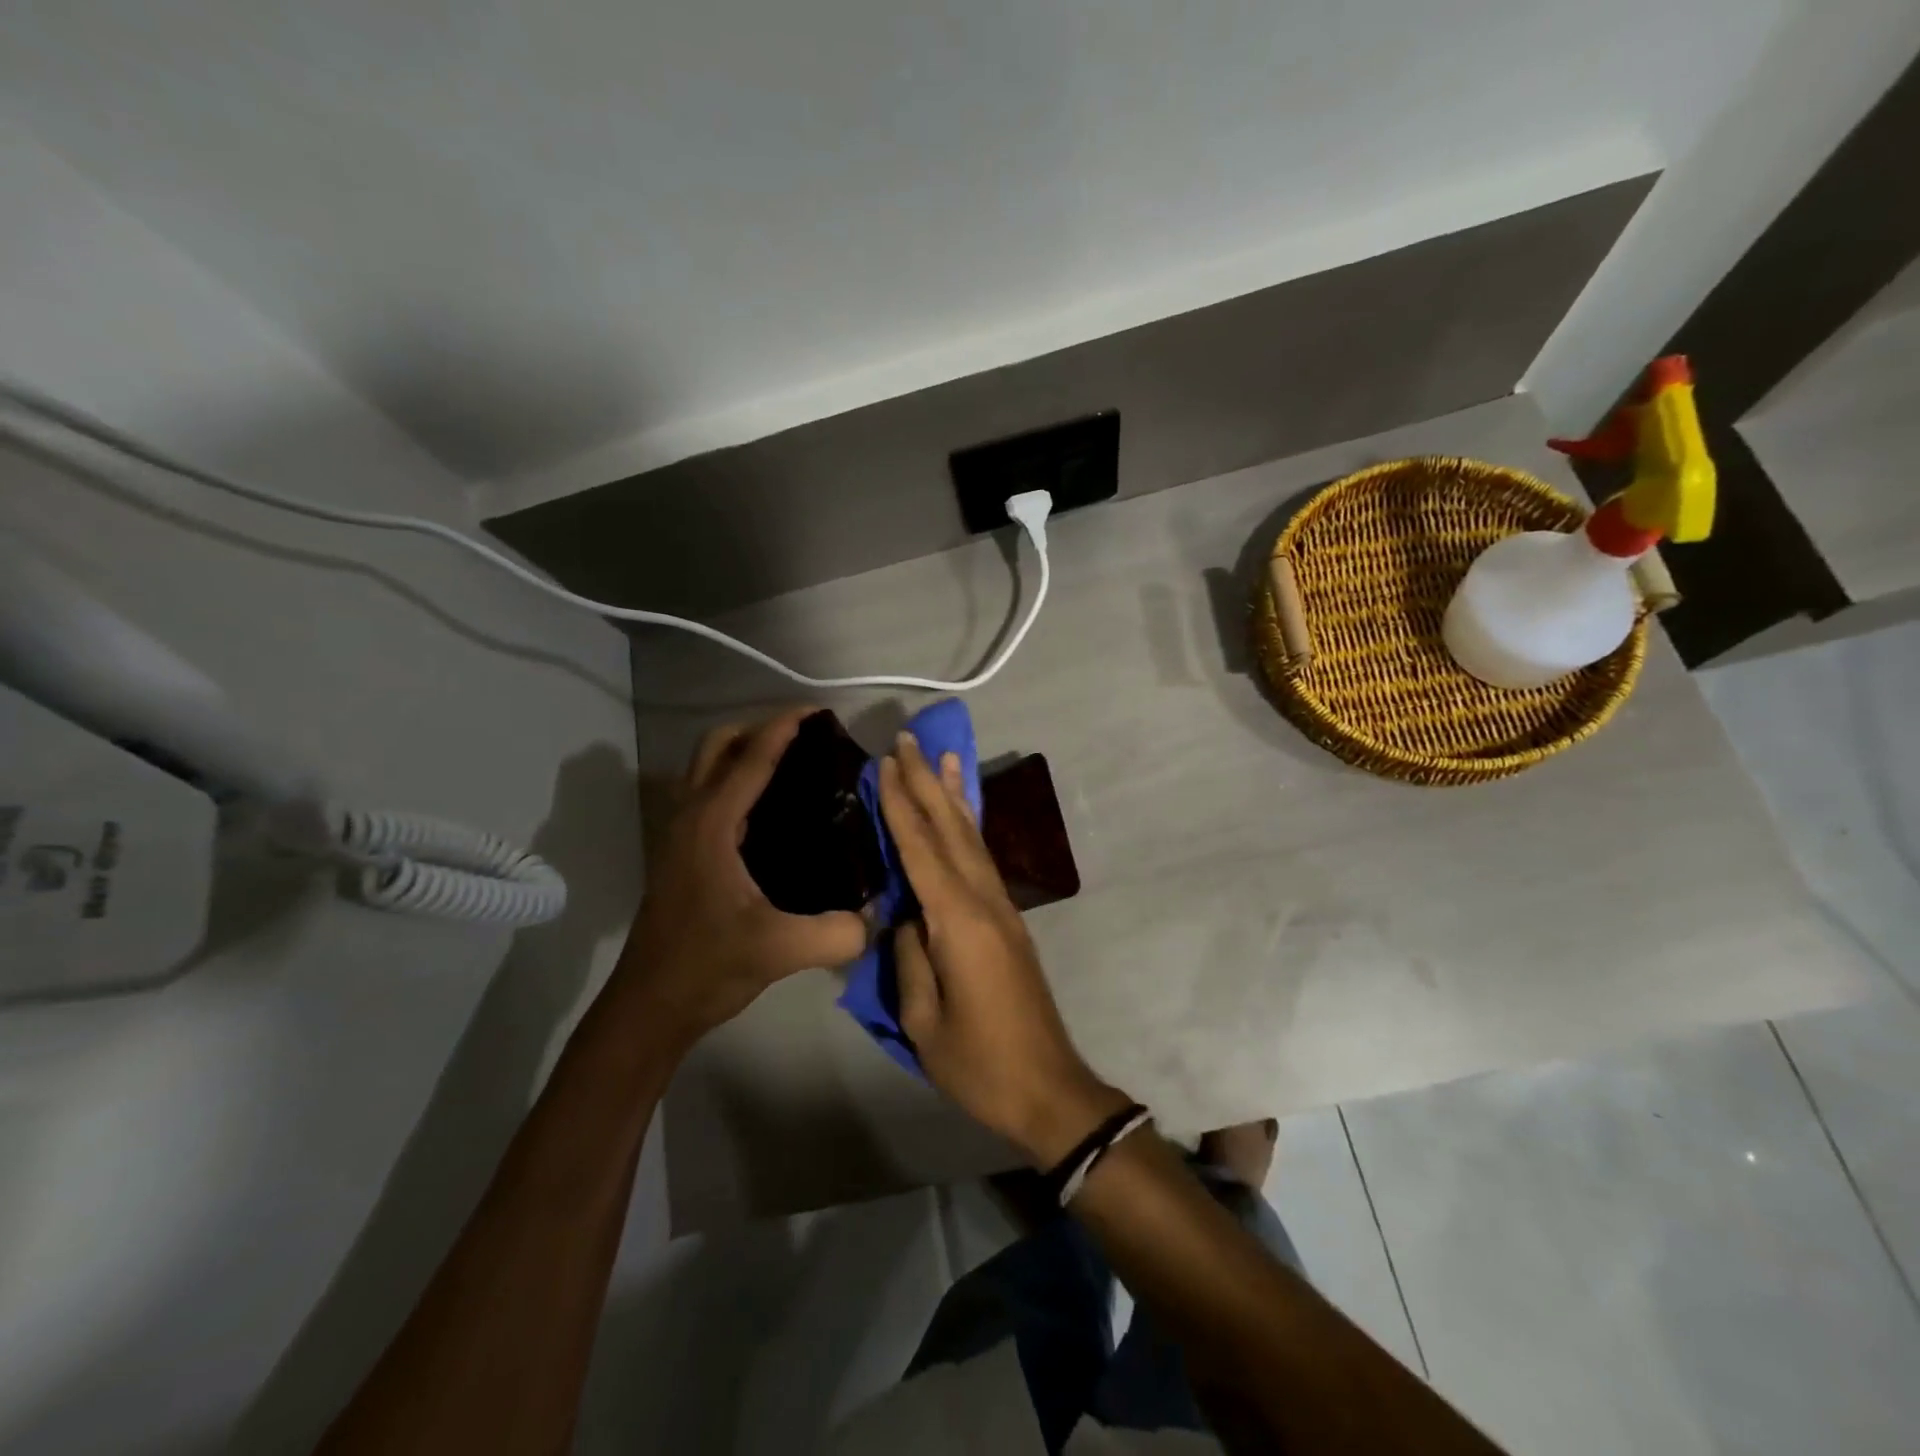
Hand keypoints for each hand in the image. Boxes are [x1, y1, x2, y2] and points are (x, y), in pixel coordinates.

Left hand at [619, 710, 868, 1048]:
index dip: (785, 728)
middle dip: (760, 729)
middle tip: (806, 740)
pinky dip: (734, 779)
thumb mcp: (779, 950)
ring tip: (792, 765)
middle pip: (718, 745)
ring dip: (743, 751)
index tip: (819, 712)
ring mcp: (679, 833)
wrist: (650, 1005)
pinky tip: (769, 810)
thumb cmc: (707, 967)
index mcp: (712, 824)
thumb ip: (837, 932)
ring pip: (706, 766)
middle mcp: (690, 816)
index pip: (751, 758)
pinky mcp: (680, 851)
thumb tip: (878, 914)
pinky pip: (706, 792)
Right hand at [878, 734, 1130, 1165]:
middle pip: (950, 829)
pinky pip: (982, 859)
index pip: (920, 848)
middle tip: (908, 740)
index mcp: (958, 921)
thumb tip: (904, 914)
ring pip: (972, 838)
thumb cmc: (979, 1062)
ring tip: (943, 757)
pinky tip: (962, 816)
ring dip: (953, 795)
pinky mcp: (1008, 921)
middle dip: (926, 782)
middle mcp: (984, 900)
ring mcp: (1002, 908)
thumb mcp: (922, 1018)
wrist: (1048, 1088)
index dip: (899, 804)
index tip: (882, 764)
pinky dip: (968, 827)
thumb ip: (910, 955)